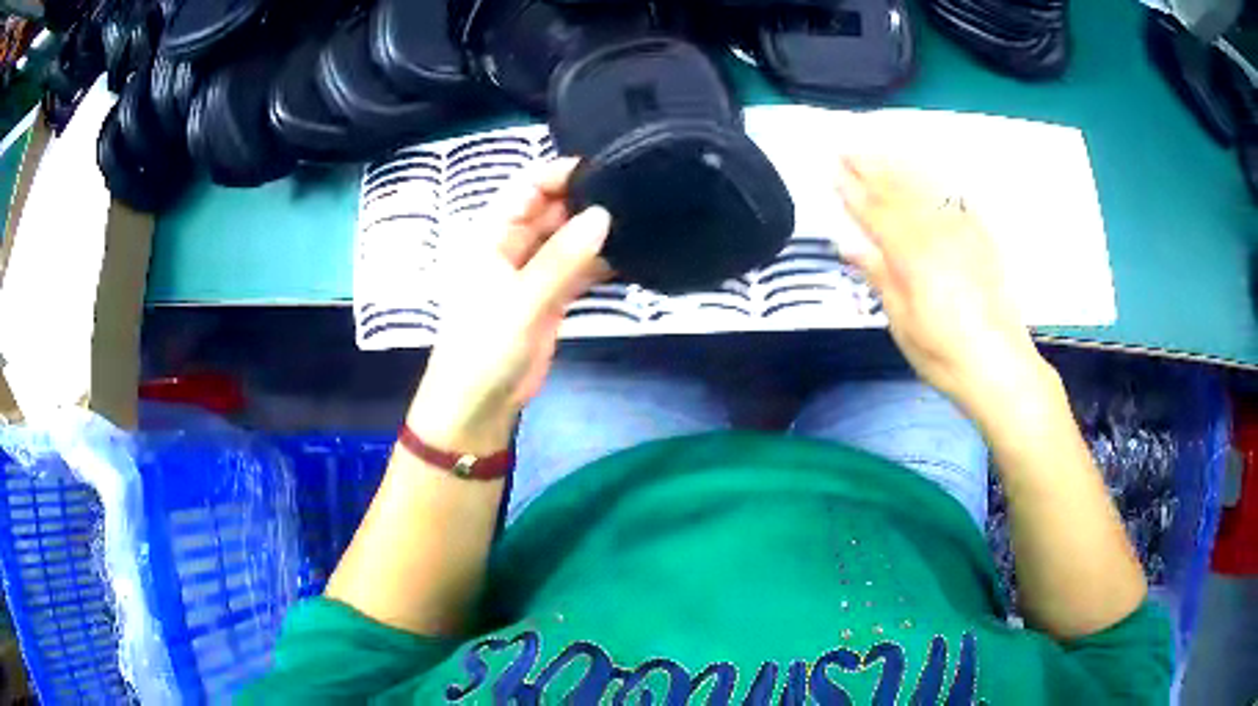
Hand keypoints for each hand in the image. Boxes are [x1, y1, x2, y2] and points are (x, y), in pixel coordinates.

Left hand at [408, 159, 611, 455]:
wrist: (479, 404)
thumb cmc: (485, 347)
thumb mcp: (522, 299)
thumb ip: (562, 258)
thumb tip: (603, 215)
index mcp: (490, 235)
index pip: (527, 187)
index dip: (562, 173)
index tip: (607, 168)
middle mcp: (511, 245)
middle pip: (551, 209)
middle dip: (586, 200)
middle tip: (634, 192)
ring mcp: (532, 271)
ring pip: (567, 238)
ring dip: (596, 230)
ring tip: (640, 216)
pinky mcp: (550, 296)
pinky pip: (577, 267)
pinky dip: (599, 261)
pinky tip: (630, 252)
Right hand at [835, 156, 1049, 420]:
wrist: (1001, 367)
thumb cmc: (944, 355)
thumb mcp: (902, 323)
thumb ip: (879, 276)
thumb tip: (849, 245)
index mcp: (912, 255)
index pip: (876, 213)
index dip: (853, 192)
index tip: (834, 172)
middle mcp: (938, 233)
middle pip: (900, 192)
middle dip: (872, 169)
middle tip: (848, 151)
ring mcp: (964, 233)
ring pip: (927, 189)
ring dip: (900, 169)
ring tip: (879, 154)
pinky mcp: (983, 240)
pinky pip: (956, 201)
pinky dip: (937, 184)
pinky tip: (928, 177)